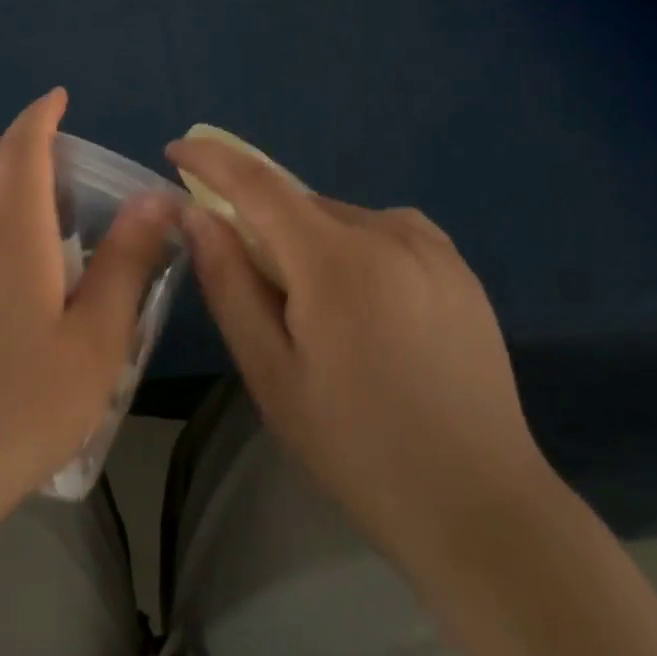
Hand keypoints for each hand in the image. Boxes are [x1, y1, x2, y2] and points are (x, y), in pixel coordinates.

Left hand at [0, 89, 177, 553]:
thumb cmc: (10, 415)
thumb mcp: (93, 346)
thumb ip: (125, 264)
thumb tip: (154, 200)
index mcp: (7, 234)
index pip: (21, 147)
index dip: (40, 116)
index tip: (57, 99)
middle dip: (20, 150)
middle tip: (59, 175)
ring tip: (31, 240)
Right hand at [166, 137, 549, 572]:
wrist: (479, 505)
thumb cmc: (357, 447)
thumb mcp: (271, 373)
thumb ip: (229, 283)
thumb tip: (195, 214)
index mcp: (335, 260)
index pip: (257, 184)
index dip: (212, 159)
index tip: (177, 150)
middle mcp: (386, 231)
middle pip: (300, 205)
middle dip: (264, 227)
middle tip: (258, 292)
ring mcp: (430, 245)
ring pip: (340, 220)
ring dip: (311, 244)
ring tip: (321, 318)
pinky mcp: (457, 265)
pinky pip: (383, 233)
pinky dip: (354, 251)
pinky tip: (367, 310)